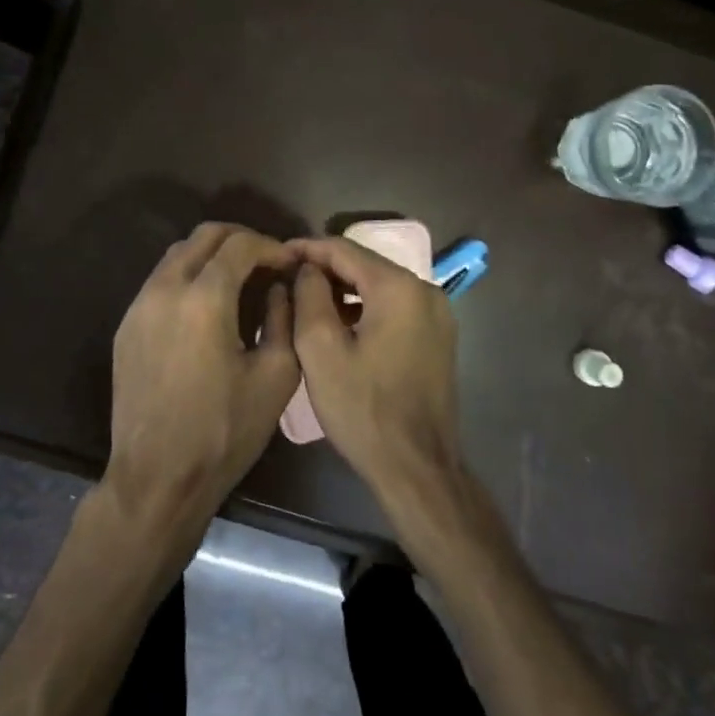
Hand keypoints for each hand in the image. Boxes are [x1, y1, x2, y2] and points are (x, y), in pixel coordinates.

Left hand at [104, 223, 300, 540]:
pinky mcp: (126, 327)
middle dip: (241, 239)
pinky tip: (207, 307)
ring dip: (211, 256)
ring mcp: (138, 307)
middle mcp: (165, 290)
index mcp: (204, 299)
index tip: (290, 263)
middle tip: (267, 262)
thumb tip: (280, 287)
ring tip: (240, 280)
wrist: (157, 478)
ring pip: (177, 255)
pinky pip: (159, 282)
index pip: (240, 244)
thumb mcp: (276, 376)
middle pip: (204, 236)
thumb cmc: (224, 431)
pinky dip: (188, 277)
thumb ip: (284, 318)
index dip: (271, 246)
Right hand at [288, 236, 463, 503]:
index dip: (307, 248)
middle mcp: (425, 291)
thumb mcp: (320, 350)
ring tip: (306, 300)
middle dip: (325, 269)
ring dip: (344, 290)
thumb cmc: (363, 408)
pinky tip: (339, 325)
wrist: (416, 466)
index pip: (344, 249)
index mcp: (399, 287)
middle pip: (365, 265)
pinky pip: (394, 308)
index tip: (277, 255)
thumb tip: (308, 269)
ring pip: (380, 287)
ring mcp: (437, 315)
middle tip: (287, 278)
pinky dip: (365, 308)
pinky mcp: (437, 338)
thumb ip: (309, 296)